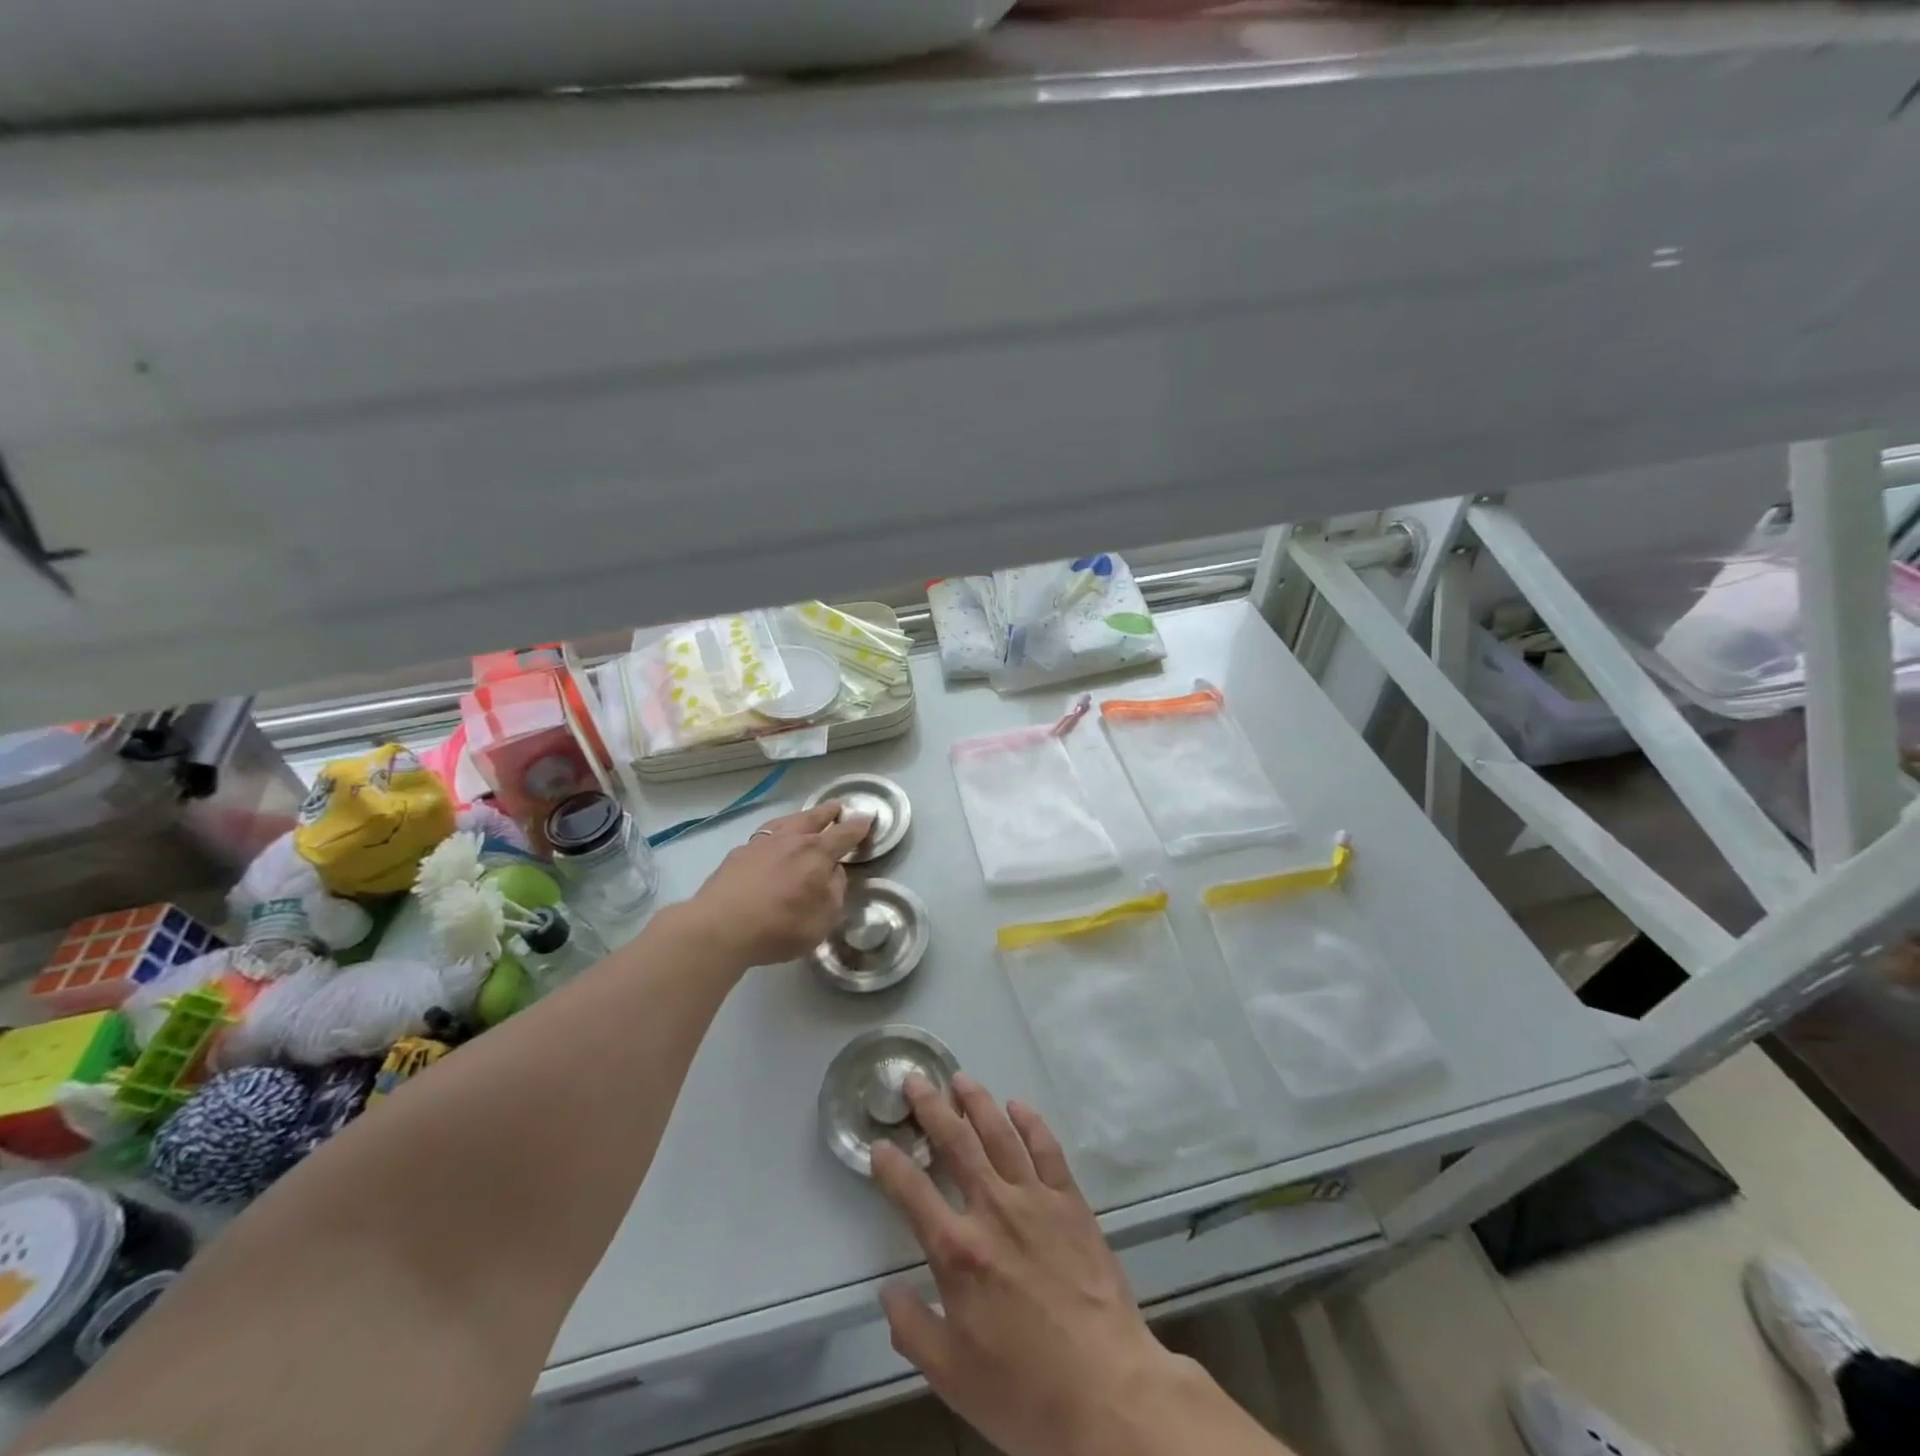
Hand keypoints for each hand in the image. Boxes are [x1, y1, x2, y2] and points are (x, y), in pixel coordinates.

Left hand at [680, 803, 872, 970]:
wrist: (720, 927)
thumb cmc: (781, 925)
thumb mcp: (824, 919)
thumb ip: (835, 891)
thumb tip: (833, 872)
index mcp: (817, 852)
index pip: (844, 834)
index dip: (858, 827)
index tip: (867, 819)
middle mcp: (791, 840)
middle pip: (814, 818)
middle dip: (828, 812)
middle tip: (837, 807)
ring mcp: (761, 843)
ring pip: (786, 822)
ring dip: (800, 818)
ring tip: (804, 818)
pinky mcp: (738, 854)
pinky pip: (764, 837)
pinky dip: (775, 835)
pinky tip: (771, 844)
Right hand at [872, 1075, 1187, 1455]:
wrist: (1108, 1392)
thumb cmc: (1025, 1392)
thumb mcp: (952, 1377)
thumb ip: (912, 1329)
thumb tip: (886, 1292)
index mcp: (958, 1252)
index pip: (911, 1193)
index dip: (890, 1165)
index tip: (878, 1145)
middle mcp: (993, 1211)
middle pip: (955, 1144)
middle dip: (931, 1108)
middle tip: (916, 1080)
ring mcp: (1035, 1199)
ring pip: (1000, 1135)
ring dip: (977, 1103)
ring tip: (961, 1079)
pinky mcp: (1070, 1201)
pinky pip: (1047, 1149)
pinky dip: (1031, 1122)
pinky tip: (1018, 1106)